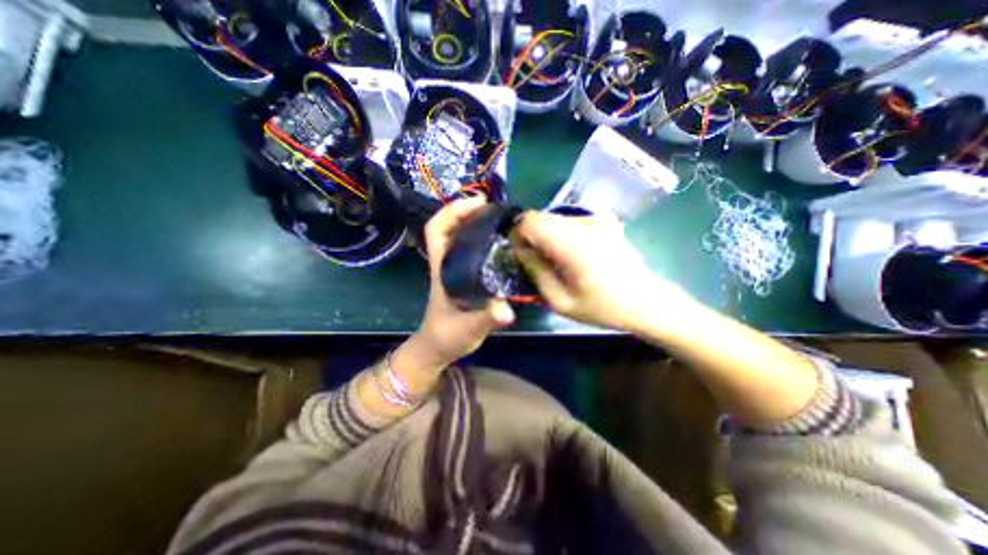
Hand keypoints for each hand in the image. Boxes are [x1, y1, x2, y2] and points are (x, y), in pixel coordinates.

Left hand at [410, 197, 516, 371]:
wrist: (438, 347)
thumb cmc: (447, 336)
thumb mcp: (468, 328)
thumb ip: (485, 319)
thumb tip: (507, 310)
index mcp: (442, 268)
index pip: (437, 230)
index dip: (453, 211)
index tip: (479, 204)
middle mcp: (447, 262)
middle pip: (450, 226)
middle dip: (470, 212)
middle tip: (498, 210)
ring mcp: (455, 268)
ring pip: (462, 236)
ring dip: (478, 223)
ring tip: (504, 222)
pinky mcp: (465, 275)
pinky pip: (473, 249)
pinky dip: (485, 239)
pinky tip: (503, 243)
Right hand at [514, 211, 689, 333]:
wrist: (646, 300)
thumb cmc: (602, 307)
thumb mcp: (561, 301)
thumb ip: (536, 272)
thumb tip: (520, 251)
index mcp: (572, 245)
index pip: (530, 221)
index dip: (517, 234)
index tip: (519, 254)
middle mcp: (583, 224)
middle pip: (540, 217)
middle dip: (530, 236)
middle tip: (534, 260)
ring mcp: (595, 219)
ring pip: (554, 218)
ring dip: (546, 235)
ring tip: (555, 260)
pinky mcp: (603, 221)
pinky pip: (570, 221)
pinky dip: (561, 234)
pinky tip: (572, 254)